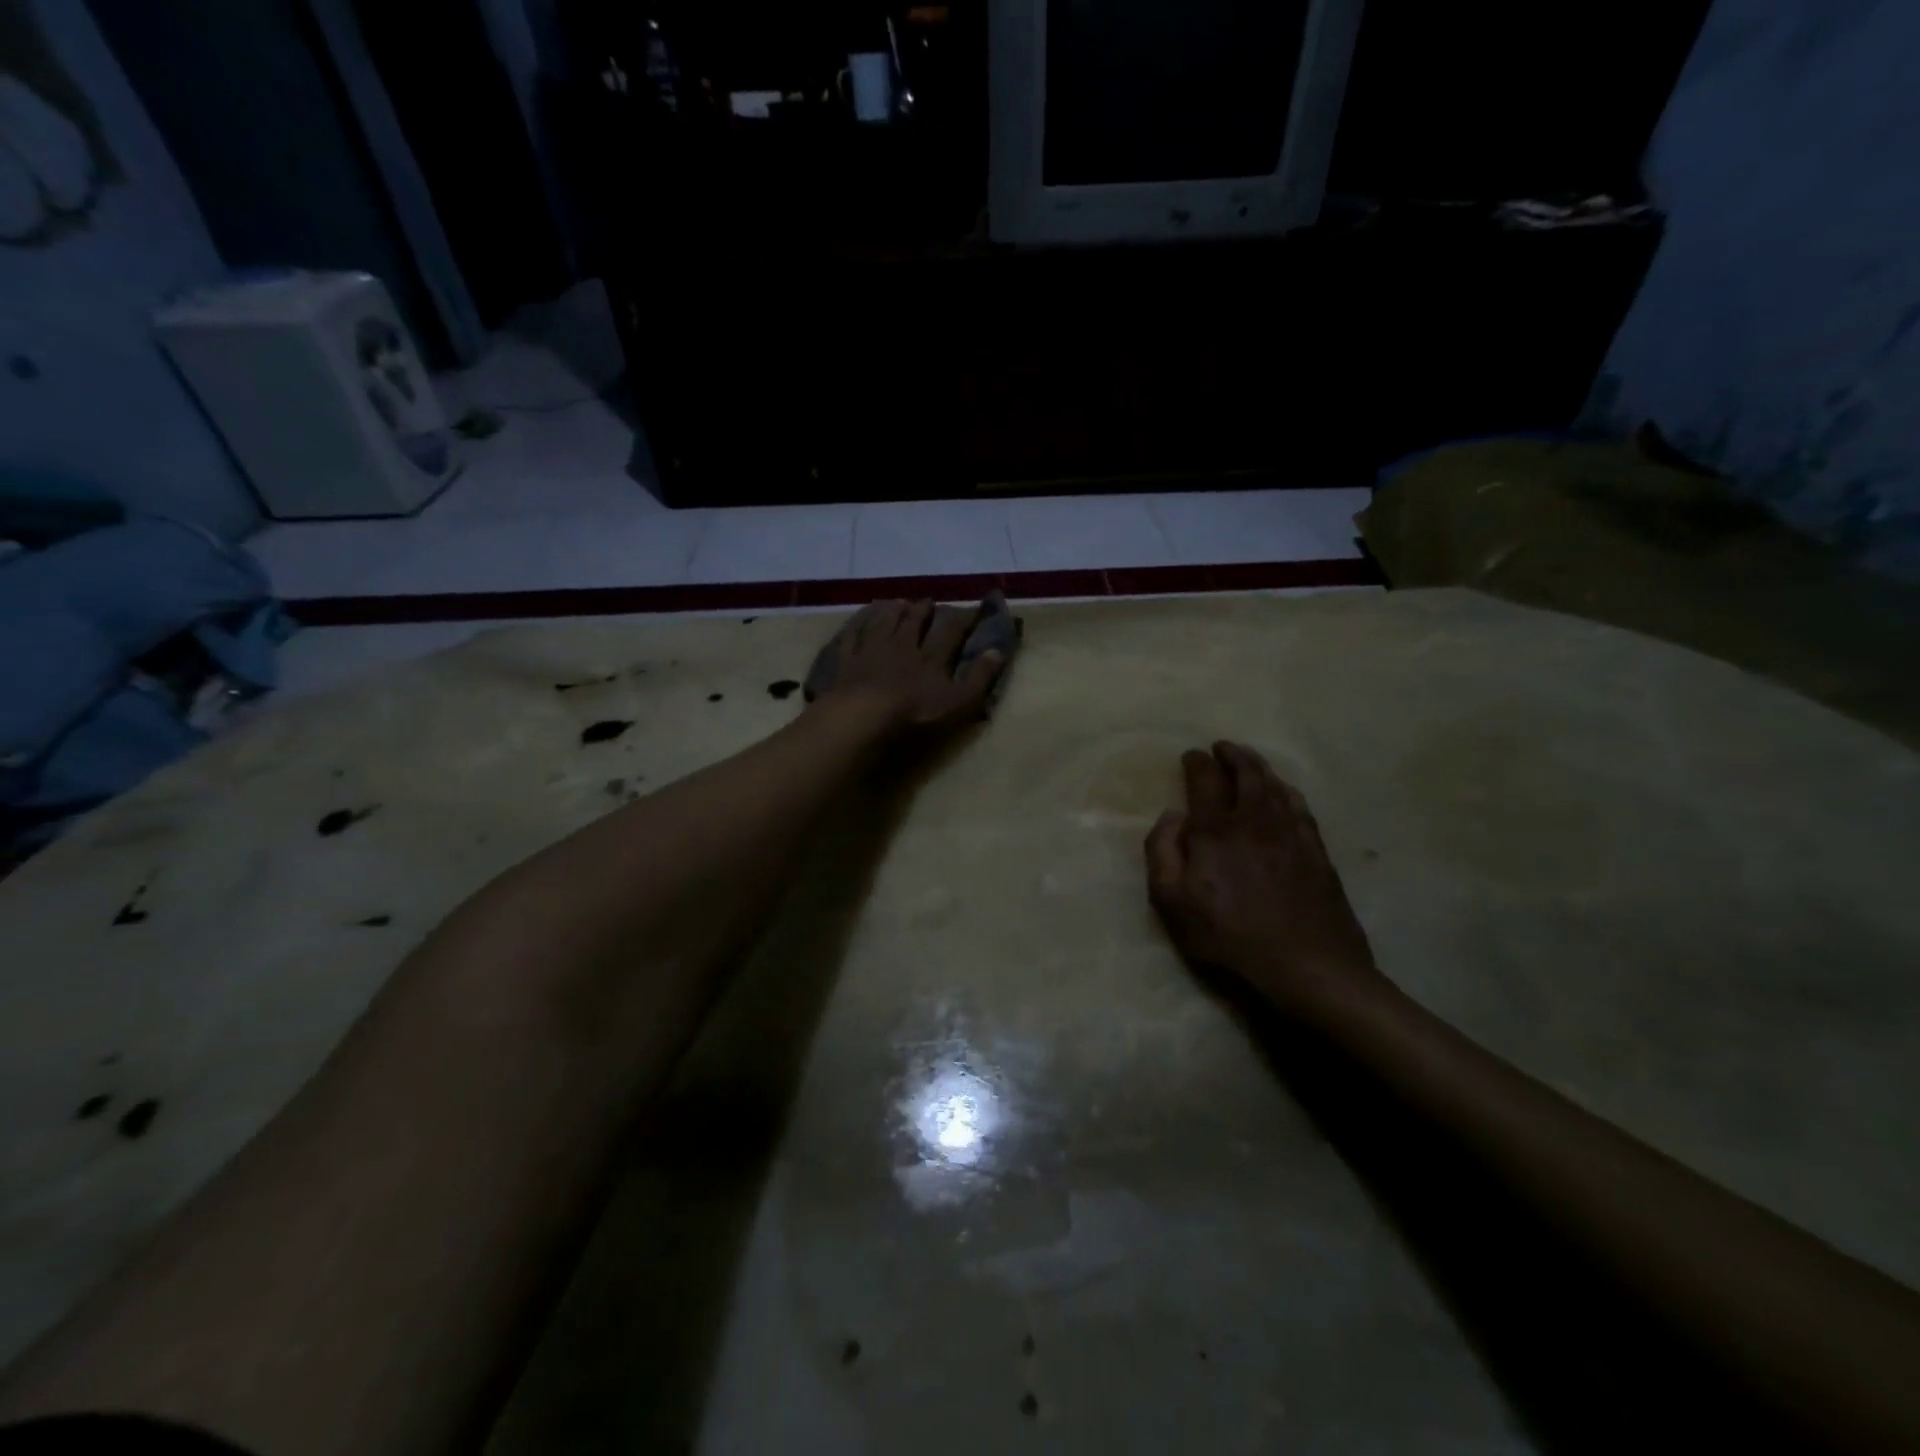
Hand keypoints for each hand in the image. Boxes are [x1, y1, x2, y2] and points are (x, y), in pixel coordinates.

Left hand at [814, 599, 1004, 734]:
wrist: (863, 714)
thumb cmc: (915, 712)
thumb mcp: (959, 701)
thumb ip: (980, 677)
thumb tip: (998, 651)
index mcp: (931, 658)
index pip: (951, 633)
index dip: (963, 620)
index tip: (973, 609)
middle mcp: (902, 646)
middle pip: (914, 623)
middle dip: (922, 611)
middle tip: (927, 600)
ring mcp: (871, 651)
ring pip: (883, 624)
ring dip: (892, 612)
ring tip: (897, 602)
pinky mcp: (846, 661)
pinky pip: (851, 638)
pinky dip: (856, 627)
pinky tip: (857, 621)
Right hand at [1146, 742, 1384, 1014]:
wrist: (1308, 964)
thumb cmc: (1229, 936)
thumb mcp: (1172, 902)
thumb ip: (1162, 852)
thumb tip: (1172, 816)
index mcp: (1216, 829)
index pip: (1205, 780)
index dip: (1197, 763)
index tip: (1191, 756)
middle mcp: (1255, 819)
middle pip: (1246, 773)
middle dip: (1232, 755)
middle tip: (1222, 747)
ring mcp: (1291, 832)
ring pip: (1275, 785)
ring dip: (1259, 766)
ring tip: (1249, 760)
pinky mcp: (1317, 850)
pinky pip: (1299, 805)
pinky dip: (1286, 789)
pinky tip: (1283, 791)